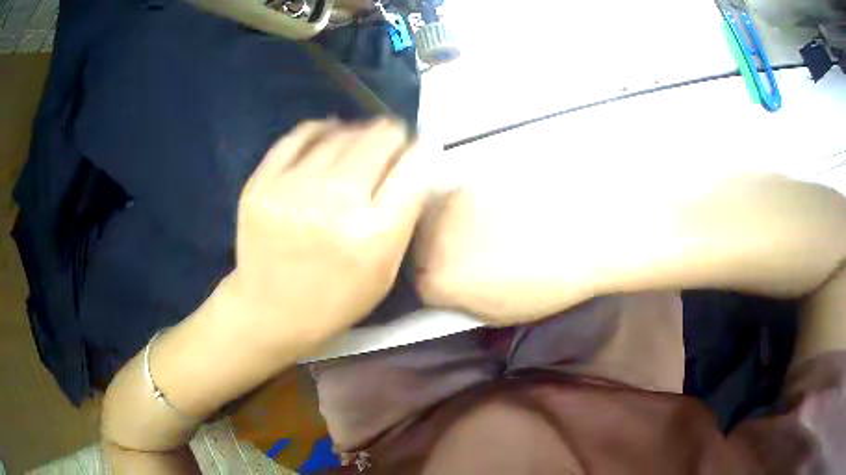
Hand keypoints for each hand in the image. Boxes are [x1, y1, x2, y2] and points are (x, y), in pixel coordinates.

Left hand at [228, 118, 427, 350]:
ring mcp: (293, 189)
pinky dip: (320, 130)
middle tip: (390, 139)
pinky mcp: (262, 183)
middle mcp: (336, 203)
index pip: (414, 168)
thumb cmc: (335, 298)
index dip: (421, 150)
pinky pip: (298, 136)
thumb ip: (403, 216)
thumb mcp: (385, 270)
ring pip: (341, 134)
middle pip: (378, 140)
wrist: (269, 310)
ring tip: (359, 140)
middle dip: (392, 134)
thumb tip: (411, 161)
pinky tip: (328, 136)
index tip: (418, 148)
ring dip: (358, 131)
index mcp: (375, 235)